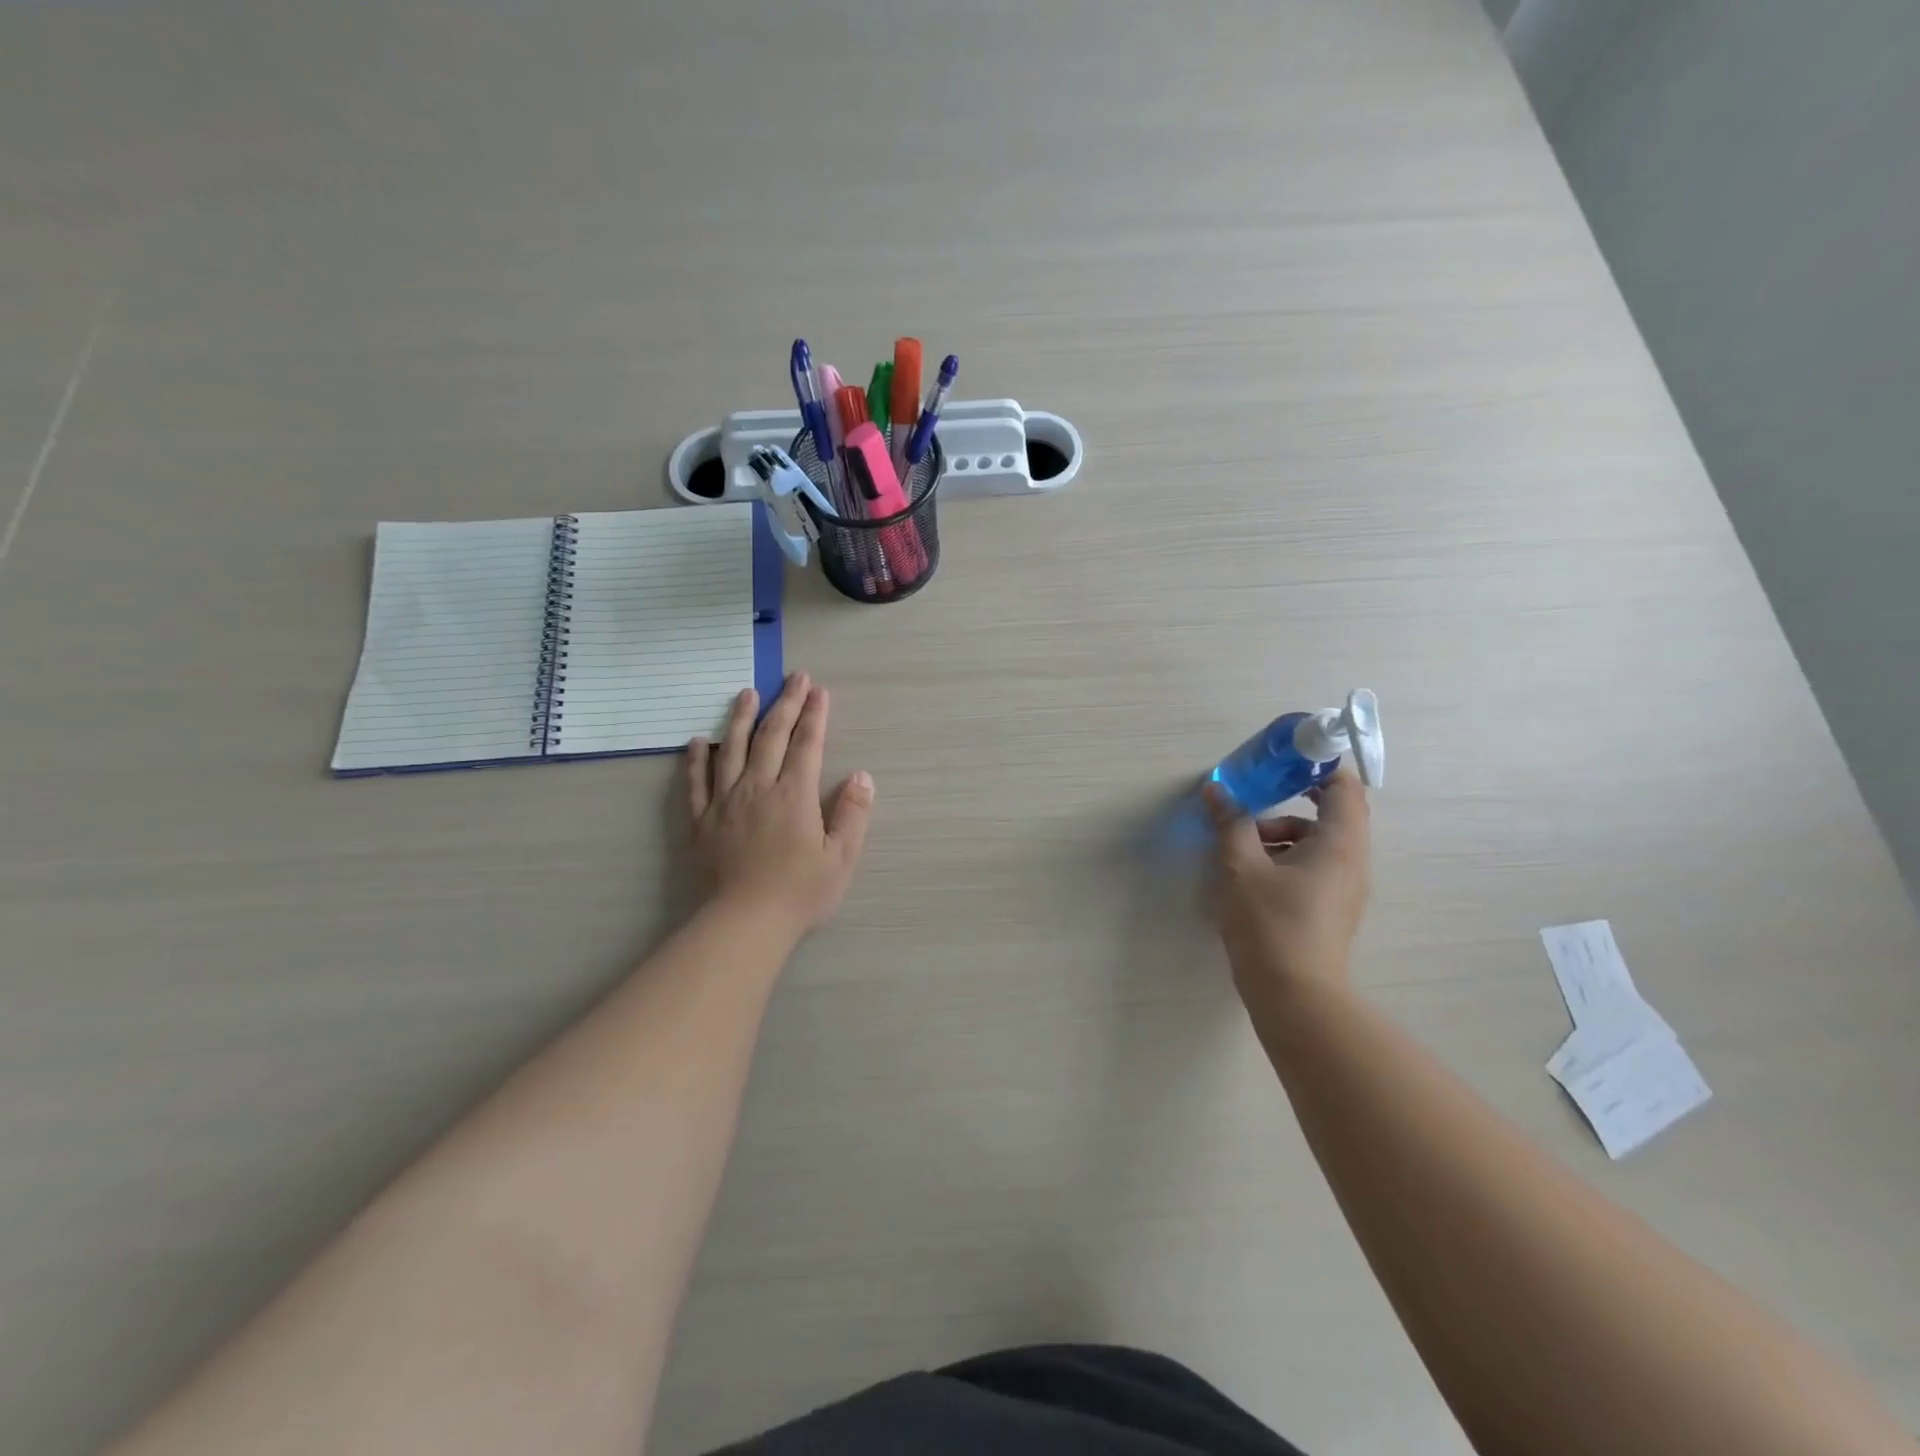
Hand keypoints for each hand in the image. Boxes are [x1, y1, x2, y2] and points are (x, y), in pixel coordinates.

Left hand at [687, 674, 873, 935]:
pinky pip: (696, 783)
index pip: (806, 744)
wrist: (744, 922)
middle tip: (794, 678)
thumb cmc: (799, 892)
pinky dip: (696, 759)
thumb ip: (853, 814)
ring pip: (732, 749)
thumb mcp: (841, 858)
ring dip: (741, 718)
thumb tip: (862, 777)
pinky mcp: (702, 821)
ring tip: (746, 692)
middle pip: (771, 736)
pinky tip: (697, 741)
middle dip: (785, 704)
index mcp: (794, 794)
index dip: (814, 715)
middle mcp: (758, 787)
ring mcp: (725, 802)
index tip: (819, 691)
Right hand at [1206, 768, 1370, 997]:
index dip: (1319, 766)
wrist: (1295, 996)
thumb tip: (1216, 789)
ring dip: (1281, 833)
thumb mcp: (1241, 867)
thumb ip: (1231, 823)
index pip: (1344, 787)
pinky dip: (1285, 858)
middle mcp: (1351, 861)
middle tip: (1253, 797)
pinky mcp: (1331, 909)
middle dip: (1289, 802)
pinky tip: (1250, 876)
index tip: (1284, 760)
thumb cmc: (1270, 923)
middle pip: (1330, 813)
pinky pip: (1314, 866)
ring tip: (1240, 846)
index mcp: (1339, 843)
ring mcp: (1344, 888)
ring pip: (1318, 842)